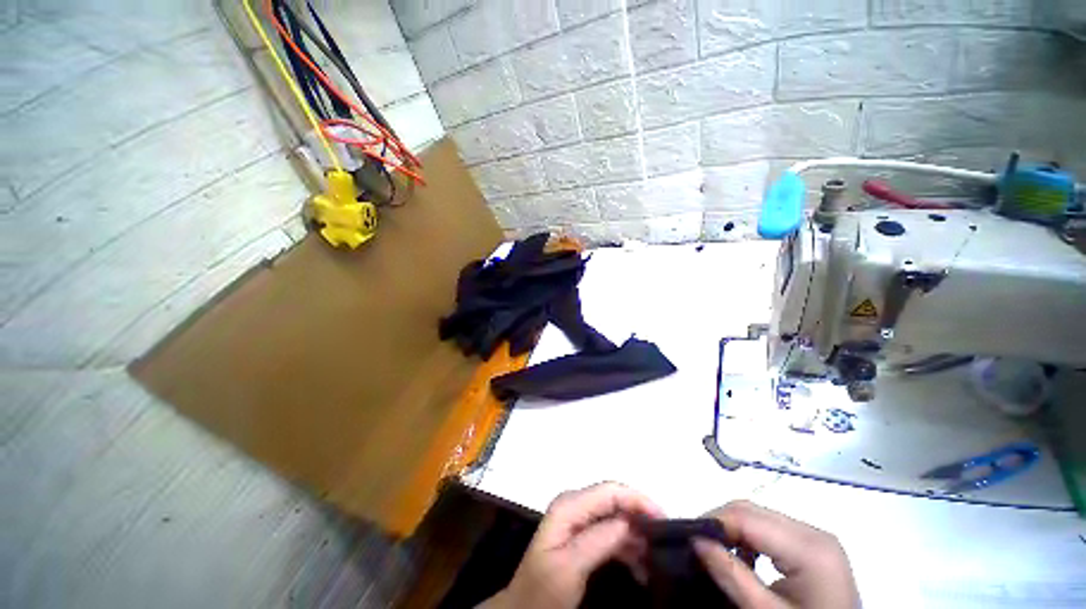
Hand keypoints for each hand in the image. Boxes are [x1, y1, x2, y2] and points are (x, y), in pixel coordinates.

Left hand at [481, 482, 664, 608]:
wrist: (524, 608)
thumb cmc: (543, 591)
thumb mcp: (569, 568)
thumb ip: (597, 540)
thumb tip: (628, 521)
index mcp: (569, 506)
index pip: (610, 491)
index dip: (637, 500)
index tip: (664, 520)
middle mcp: (574, 505)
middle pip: (614, 500)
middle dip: (639, 516)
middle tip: (664, 541)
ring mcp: (578, 519)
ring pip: (615, 516)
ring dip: (636, 534)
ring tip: (655, 558)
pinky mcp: (582, 534)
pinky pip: (610, 532)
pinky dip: (628, 545)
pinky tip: (640, 565)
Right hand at [694, 501, 859, 607]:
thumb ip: (732, 575)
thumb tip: (695, 539)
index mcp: (809, 548)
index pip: (747, 516)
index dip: (713, 521)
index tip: (689, 537)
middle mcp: (815, 533)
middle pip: (753, 511)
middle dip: (720, 523)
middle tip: (699, 546)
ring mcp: (817, 539)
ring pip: (759, 517)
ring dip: (734, 530)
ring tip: (718, 553)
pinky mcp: (815, 547)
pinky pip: (772, 529)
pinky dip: (750, 538)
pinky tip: (744, 559)